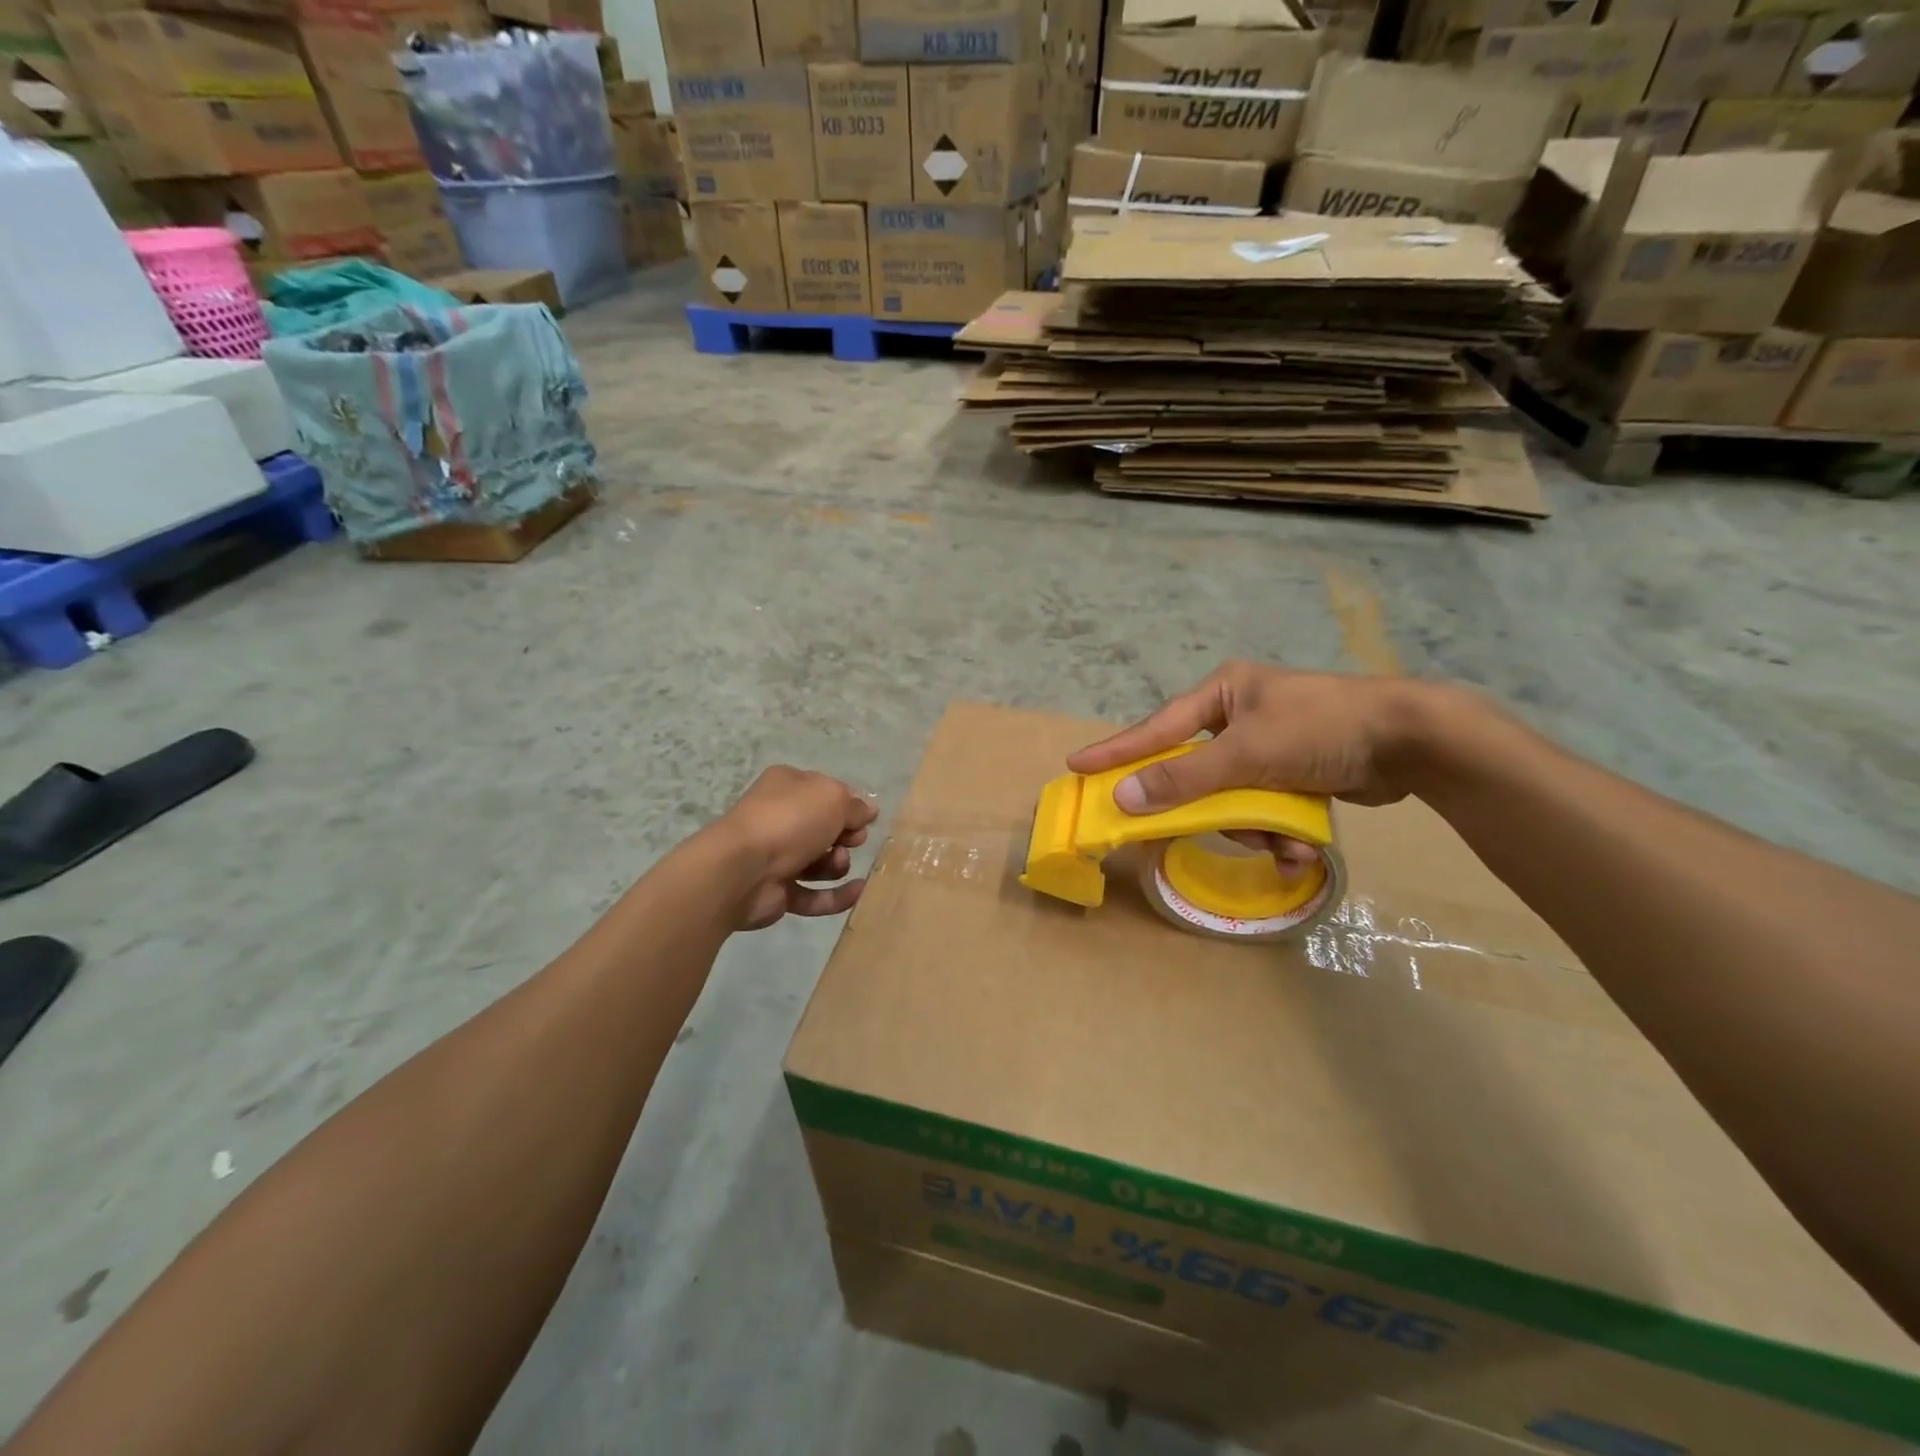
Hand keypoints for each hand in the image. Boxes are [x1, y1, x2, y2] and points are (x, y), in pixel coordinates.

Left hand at [704, 766, 877, 931]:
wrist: (743, 869)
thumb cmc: (789, 820)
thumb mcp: (832, 799)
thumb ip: (855, 806)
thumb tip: (869, 811)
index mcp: (787, 786)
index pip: (826, 792)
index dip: (849, 805)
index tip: (865, 819)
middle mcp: (780, 818)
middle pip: (825, 829)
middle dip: (845, 836)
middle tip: (853, 840)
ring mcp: (776, 857)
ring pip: (820, 862)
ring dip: (838, 864)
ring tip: (838, 863)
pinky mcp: (778, 892)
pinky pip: (814, 895)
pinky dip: (836, 895)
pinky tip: (857, 892)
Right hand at [1068, 663, 1441, 817]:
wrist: (1412, 740)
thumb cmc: (1319, 729)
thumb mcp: (1245, 754)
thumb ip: (1183, 779)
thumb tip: (1123, 796)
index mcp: (1222, 693)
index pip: (1157, 728)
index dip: (1117, 750)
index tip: (1076, 765)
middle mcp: (1240, 716)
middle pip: (1198, 774)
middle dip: (1212, 810)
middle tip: (1188, 833)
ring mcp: (1269, 745)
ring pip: (1234, 799)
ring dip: (1255, 830)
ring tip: (1284, 847)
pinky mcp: (1296, 773)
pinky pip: (1266, 808)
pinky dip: (1279, 831)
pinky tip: (1301, 849)